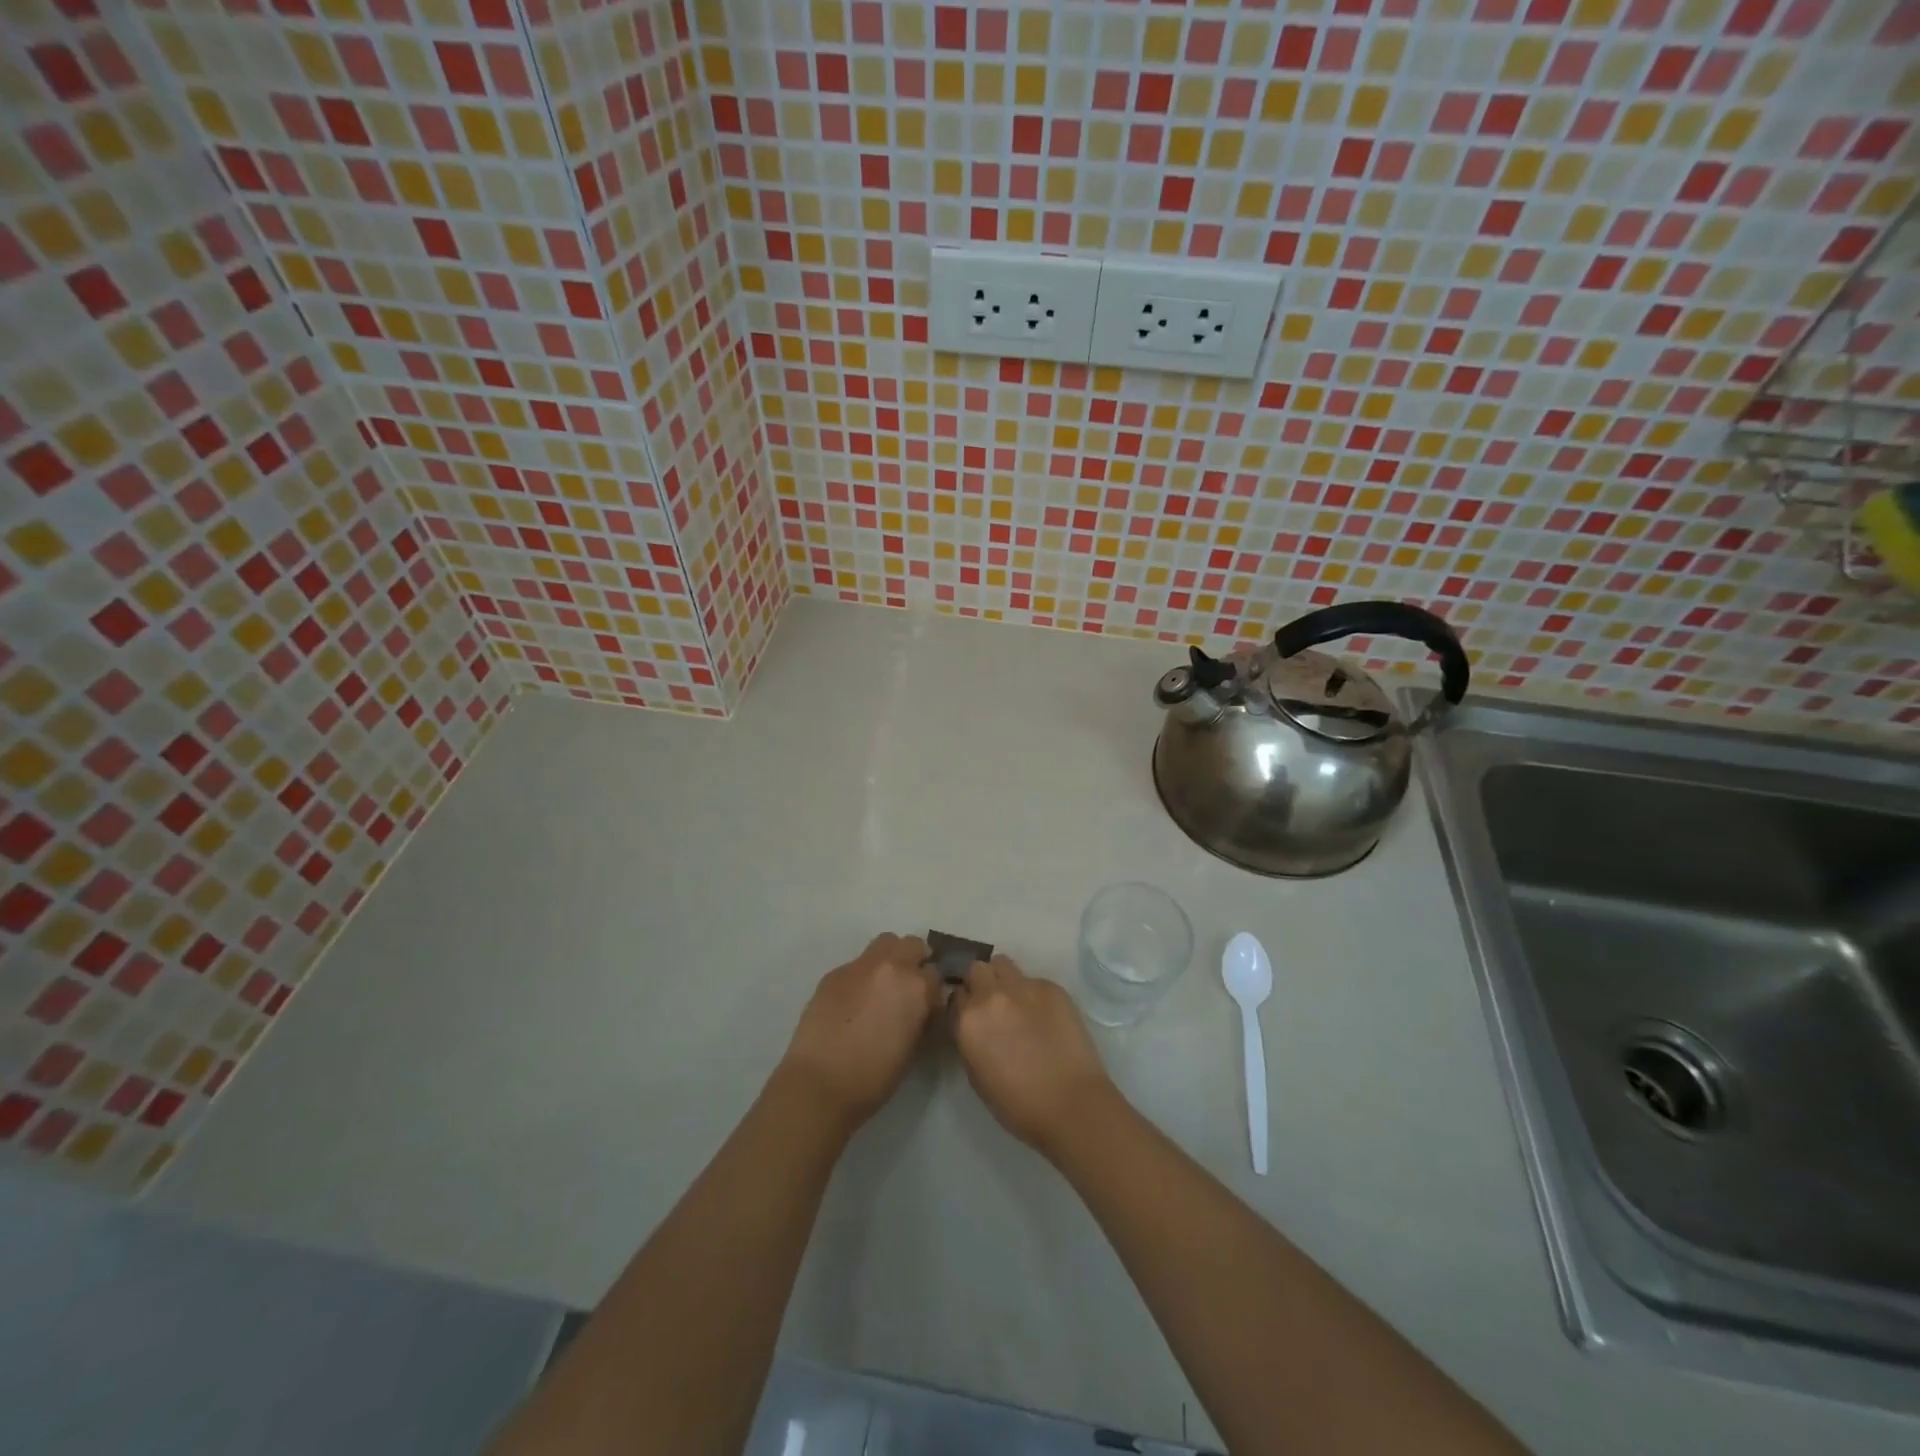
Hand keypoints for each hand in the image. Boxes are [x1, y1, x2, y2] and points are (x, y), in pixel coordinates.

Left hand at [776, 933, 941, 1131]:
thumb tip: (921, 1006)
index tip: (927, 1004)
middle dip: (915, 961)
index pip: (936, 974)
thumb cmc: (874, 1077)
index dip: (932, 990)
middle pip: (912, 945)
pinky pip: (856, 964)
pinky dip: (862, 976)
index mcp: (916, 987)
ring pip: (884, 944)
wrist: (819, 1083)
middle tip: (908, 986)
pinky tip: (853, 1001)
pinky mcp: (834, 973)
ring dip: (890, 958)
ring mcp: (859, 966)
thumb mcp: (912, 1047)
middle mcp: (891, 967)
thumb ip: (921, 1016)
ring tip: (882, 986)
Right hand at [949, 955, 1117, 1158]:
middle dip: (980, 982)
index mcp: (968, 1019)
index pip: (955, 995)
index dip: (962, 1004)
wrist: (1071, 1103)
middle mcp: (992, 995)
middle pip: (976, 969)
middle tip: (991, 1003)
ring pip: (1003, 964)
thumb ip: (968, 1039)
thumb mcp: (976, 1075)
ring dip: (1003, 978)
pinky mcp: (1051, 987)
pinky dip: (1032, 992)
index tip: (969, 1014)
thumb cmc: (1018, 1104)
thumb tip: (972, 1025)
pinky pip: (1033, 979)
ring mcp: (1023, 986)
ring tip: (1015, 1000)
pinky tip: (1044, 1015)